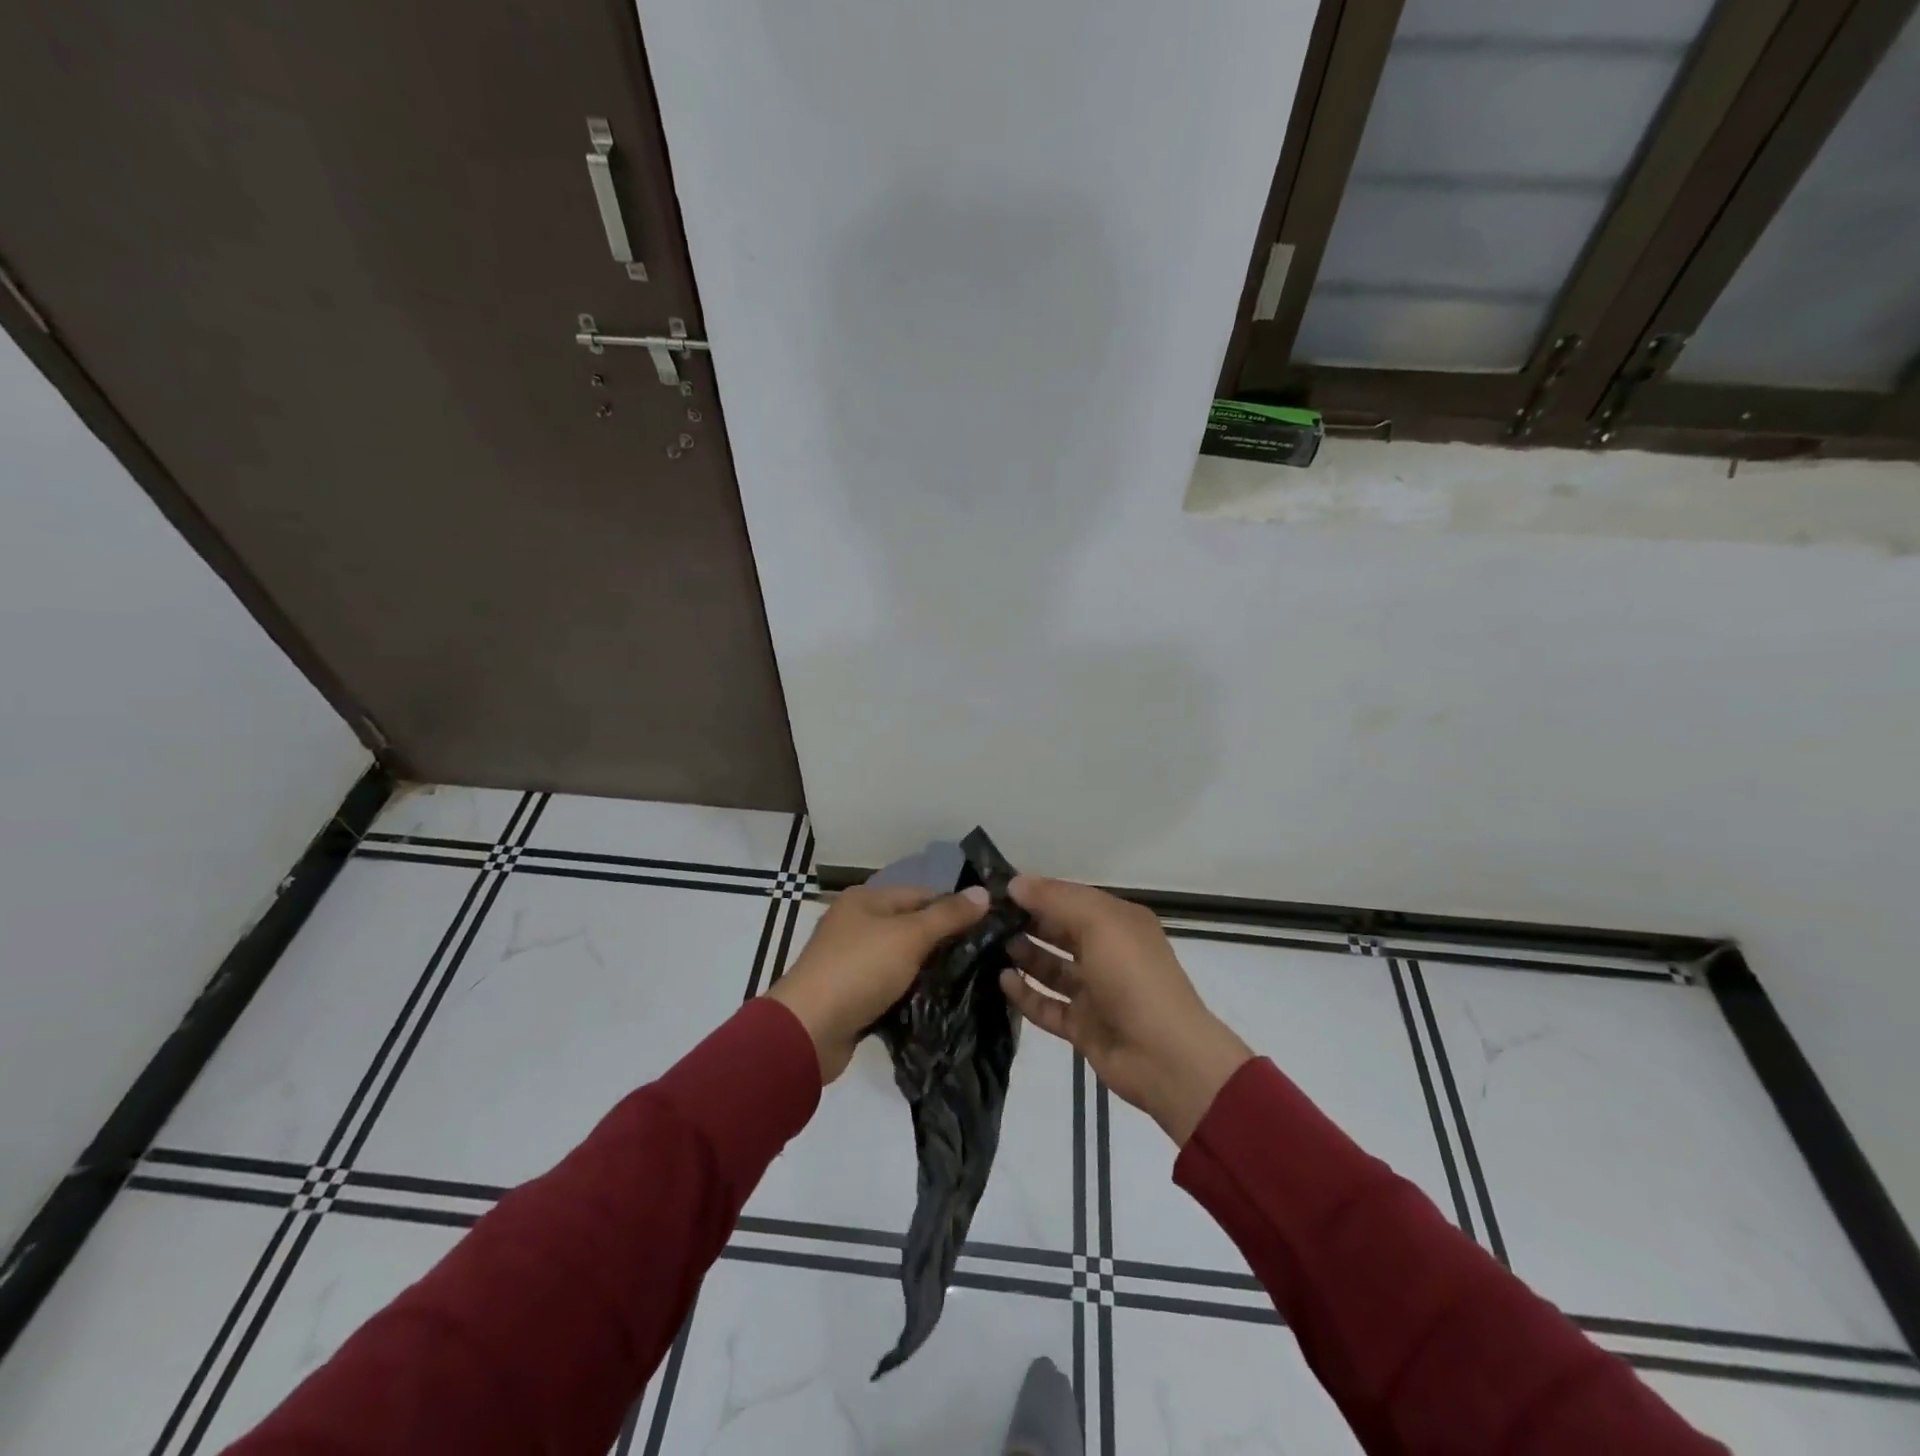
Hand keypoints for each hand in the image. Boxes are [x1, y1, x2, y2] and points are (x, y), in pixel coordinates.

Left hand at [766, 883, 989, 1081]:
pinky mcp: (852, 995)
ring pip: (902, 959)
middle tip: (983, 958)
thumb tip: (984, 892)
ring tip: (970, 981)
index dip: (953, 907)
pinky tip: (938, 1003)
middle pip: (911, 926)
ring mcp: (851, 961)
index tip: (988, 927)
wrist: (809, 1030)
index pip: (920, 894)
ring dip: (928, 970)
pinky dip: (910, 994)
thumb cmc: (859, 970)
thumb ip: (947, 915)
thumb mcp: (909, 936)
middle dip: (943, 941)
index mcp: (865, 900)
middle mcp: (856, 924)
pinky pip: (890, 987)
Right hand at [998, 876, 1251, 1144]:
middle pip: (1060, 931)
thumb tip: (1015, 883)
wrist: (1164, 1056)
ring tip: (990, 947)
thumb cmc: (1133, 977)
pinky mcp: (1083, 1026)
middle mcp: (1108, 953)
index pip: (1071, 898)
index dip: (1038, 892)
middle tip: (986, 919)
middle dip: (1028, 922)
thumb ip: (1055, 899)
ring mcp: (1095, 992)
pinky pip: (1048, 1005)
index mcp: (1118, 923)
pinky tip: (1003, 981)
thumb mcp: (1098, 923)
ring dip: (1025, 956)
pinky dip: (1026, 994)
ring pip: (1053, 968)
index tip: (997, 890)